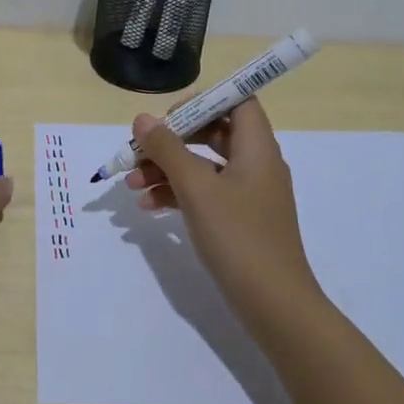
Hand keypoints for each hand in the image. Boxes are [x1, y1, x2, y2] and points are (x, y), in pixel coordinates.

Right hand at [128, 99, 320, 314]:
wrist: (272, 303)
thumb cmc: (238, 236)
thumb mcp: (196, 188)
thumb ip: (168, 149)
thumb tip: (143, 119)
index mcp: (257, 148)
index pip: (238, 101)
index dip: (204, 101)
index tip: (168, 117)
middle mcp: (256, 164)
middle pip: (213, 133)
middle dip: (172, 140)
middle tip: (140, 150)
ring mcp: (248, 194)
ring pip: (203, 166)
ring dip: (167, 170)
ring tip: (131, 184)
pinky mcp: (238, 220)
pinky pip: (205, 194)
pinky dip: (177, 194)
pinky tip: (147, 205)